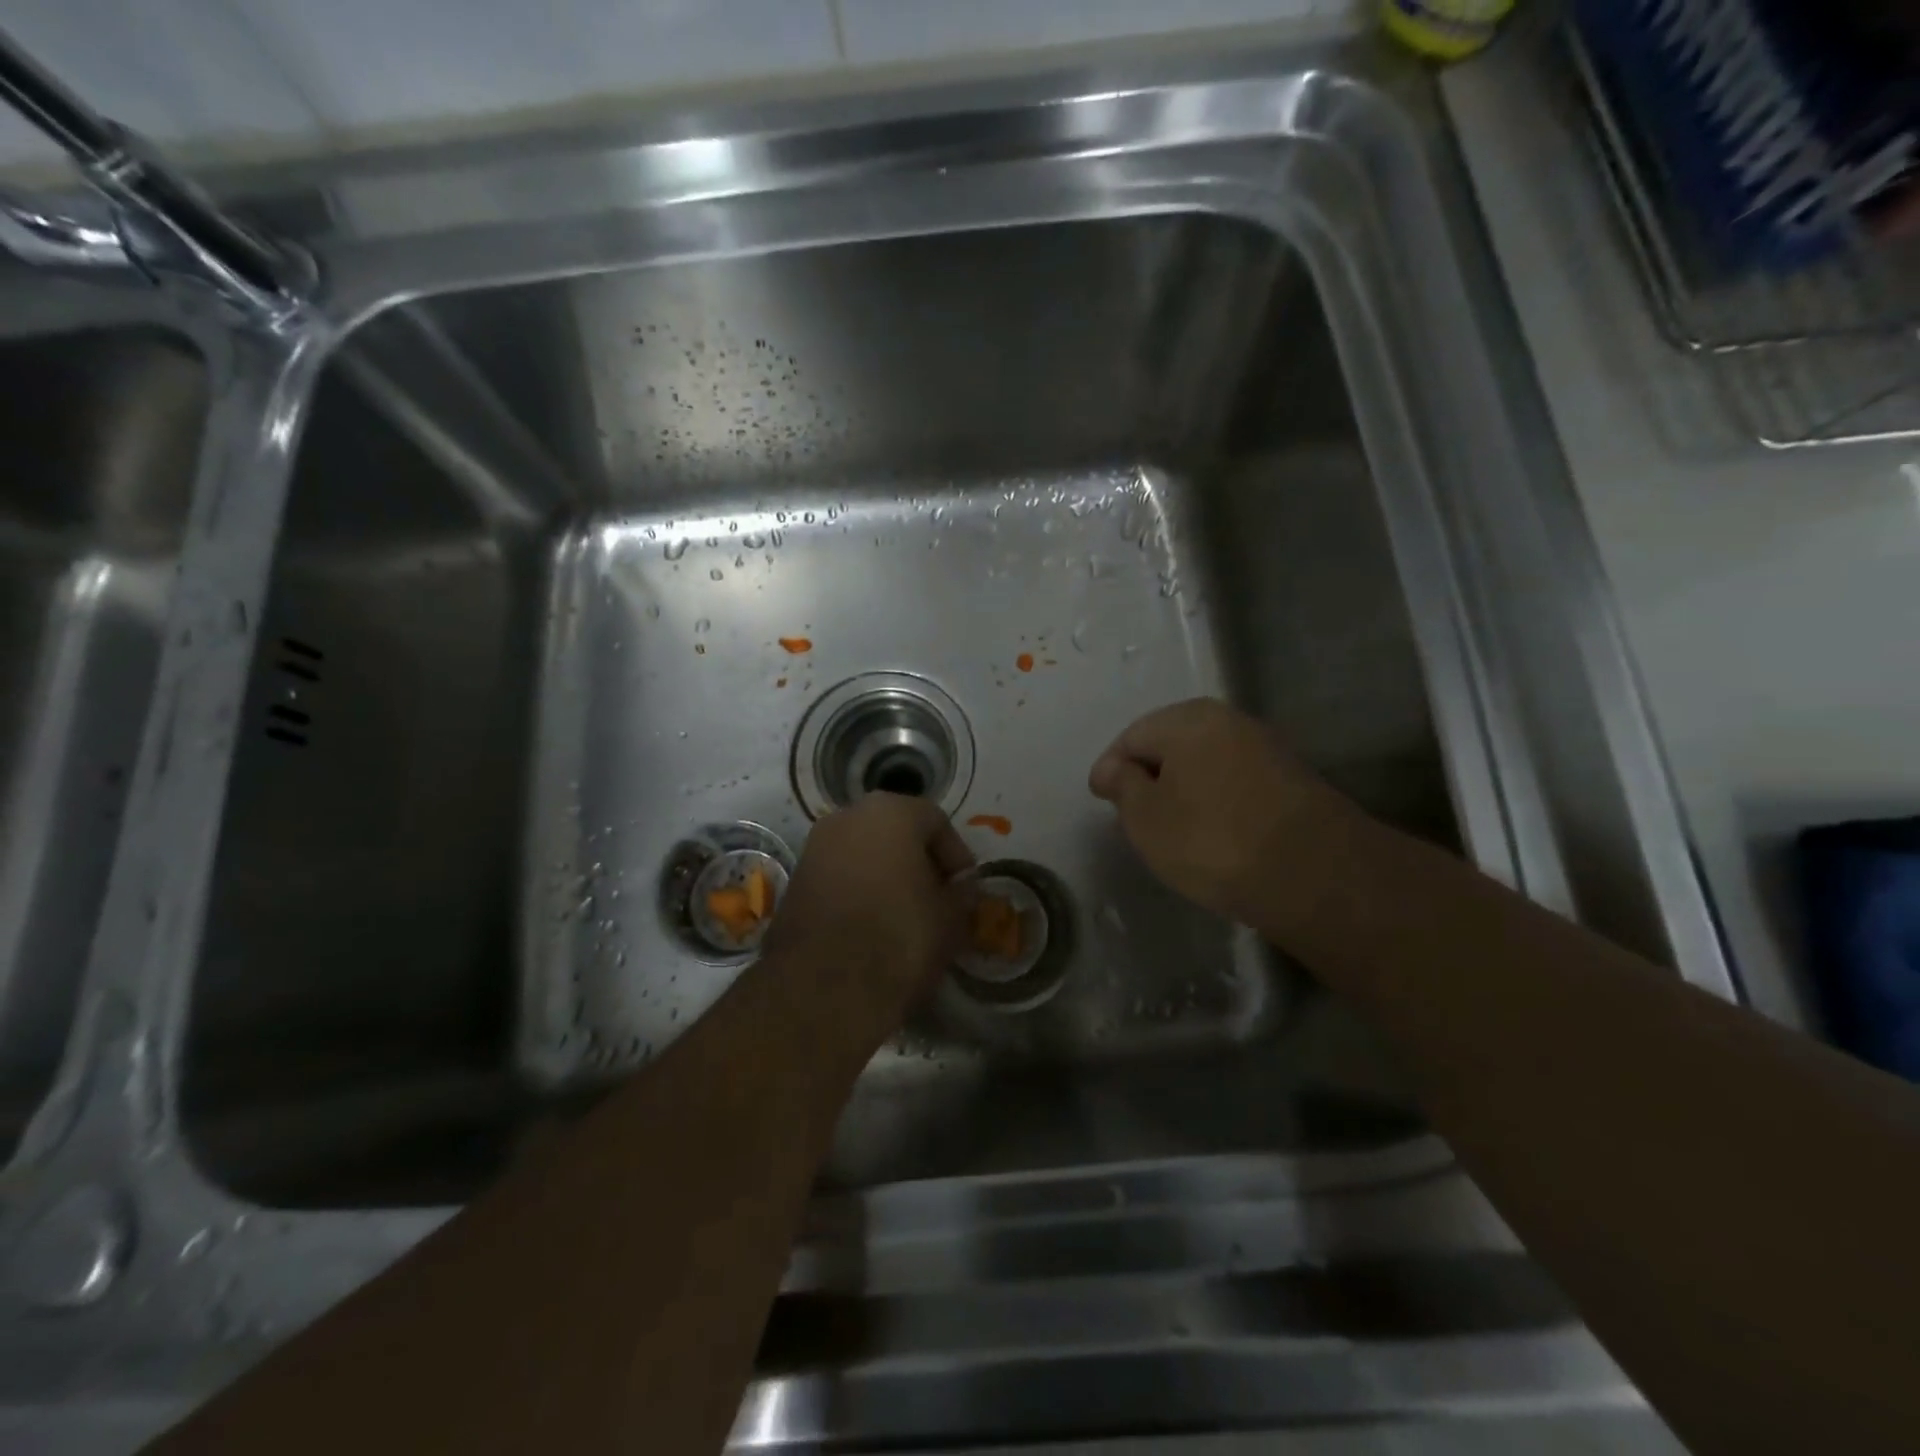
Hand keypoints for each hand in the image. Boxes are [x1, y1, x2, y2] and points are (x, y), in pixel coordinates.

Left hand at [763, 792, 975, 1016]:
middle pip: (896, 832)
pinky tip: (871, 928)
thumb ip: (962, 894)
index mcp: (891, 812)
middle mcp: (847, 816)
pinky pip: (839, 877)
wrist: (824, 987)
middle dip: (919, 863)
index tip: (965, 889)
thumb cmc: (901, 936)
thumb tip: (961, 889)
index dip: (956, 856)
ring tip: (905, 917)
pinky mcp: (795, 881)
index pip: (936, 821)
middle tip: (937, 899)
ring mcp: (814, 847)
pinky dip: (858, 893)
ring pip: (864, 854)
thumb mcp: (951, 918)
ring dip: (887, 878)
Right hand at [1088, 698, 1354, 921]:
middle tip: (1132, 814)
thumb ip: (1122, 786)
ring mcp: (1266, 747)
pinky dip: (1215, 800)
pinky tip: (1211, 831)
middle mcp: (1229, 720)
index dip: (1110, 768)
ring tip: (1171, 827)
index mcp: (1187, 719)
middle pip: (1171, 744)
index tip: (1101, 801)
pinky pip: (1234, 781)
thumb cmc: (1211, 840)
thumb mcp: (1145, 817)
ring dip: (1183, 788)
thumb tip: (1114, 768)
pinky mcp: (1292, 779)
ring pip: (1205, 763)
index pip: (1131, 736)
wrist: (1314, 874)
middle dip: (1148, 776)